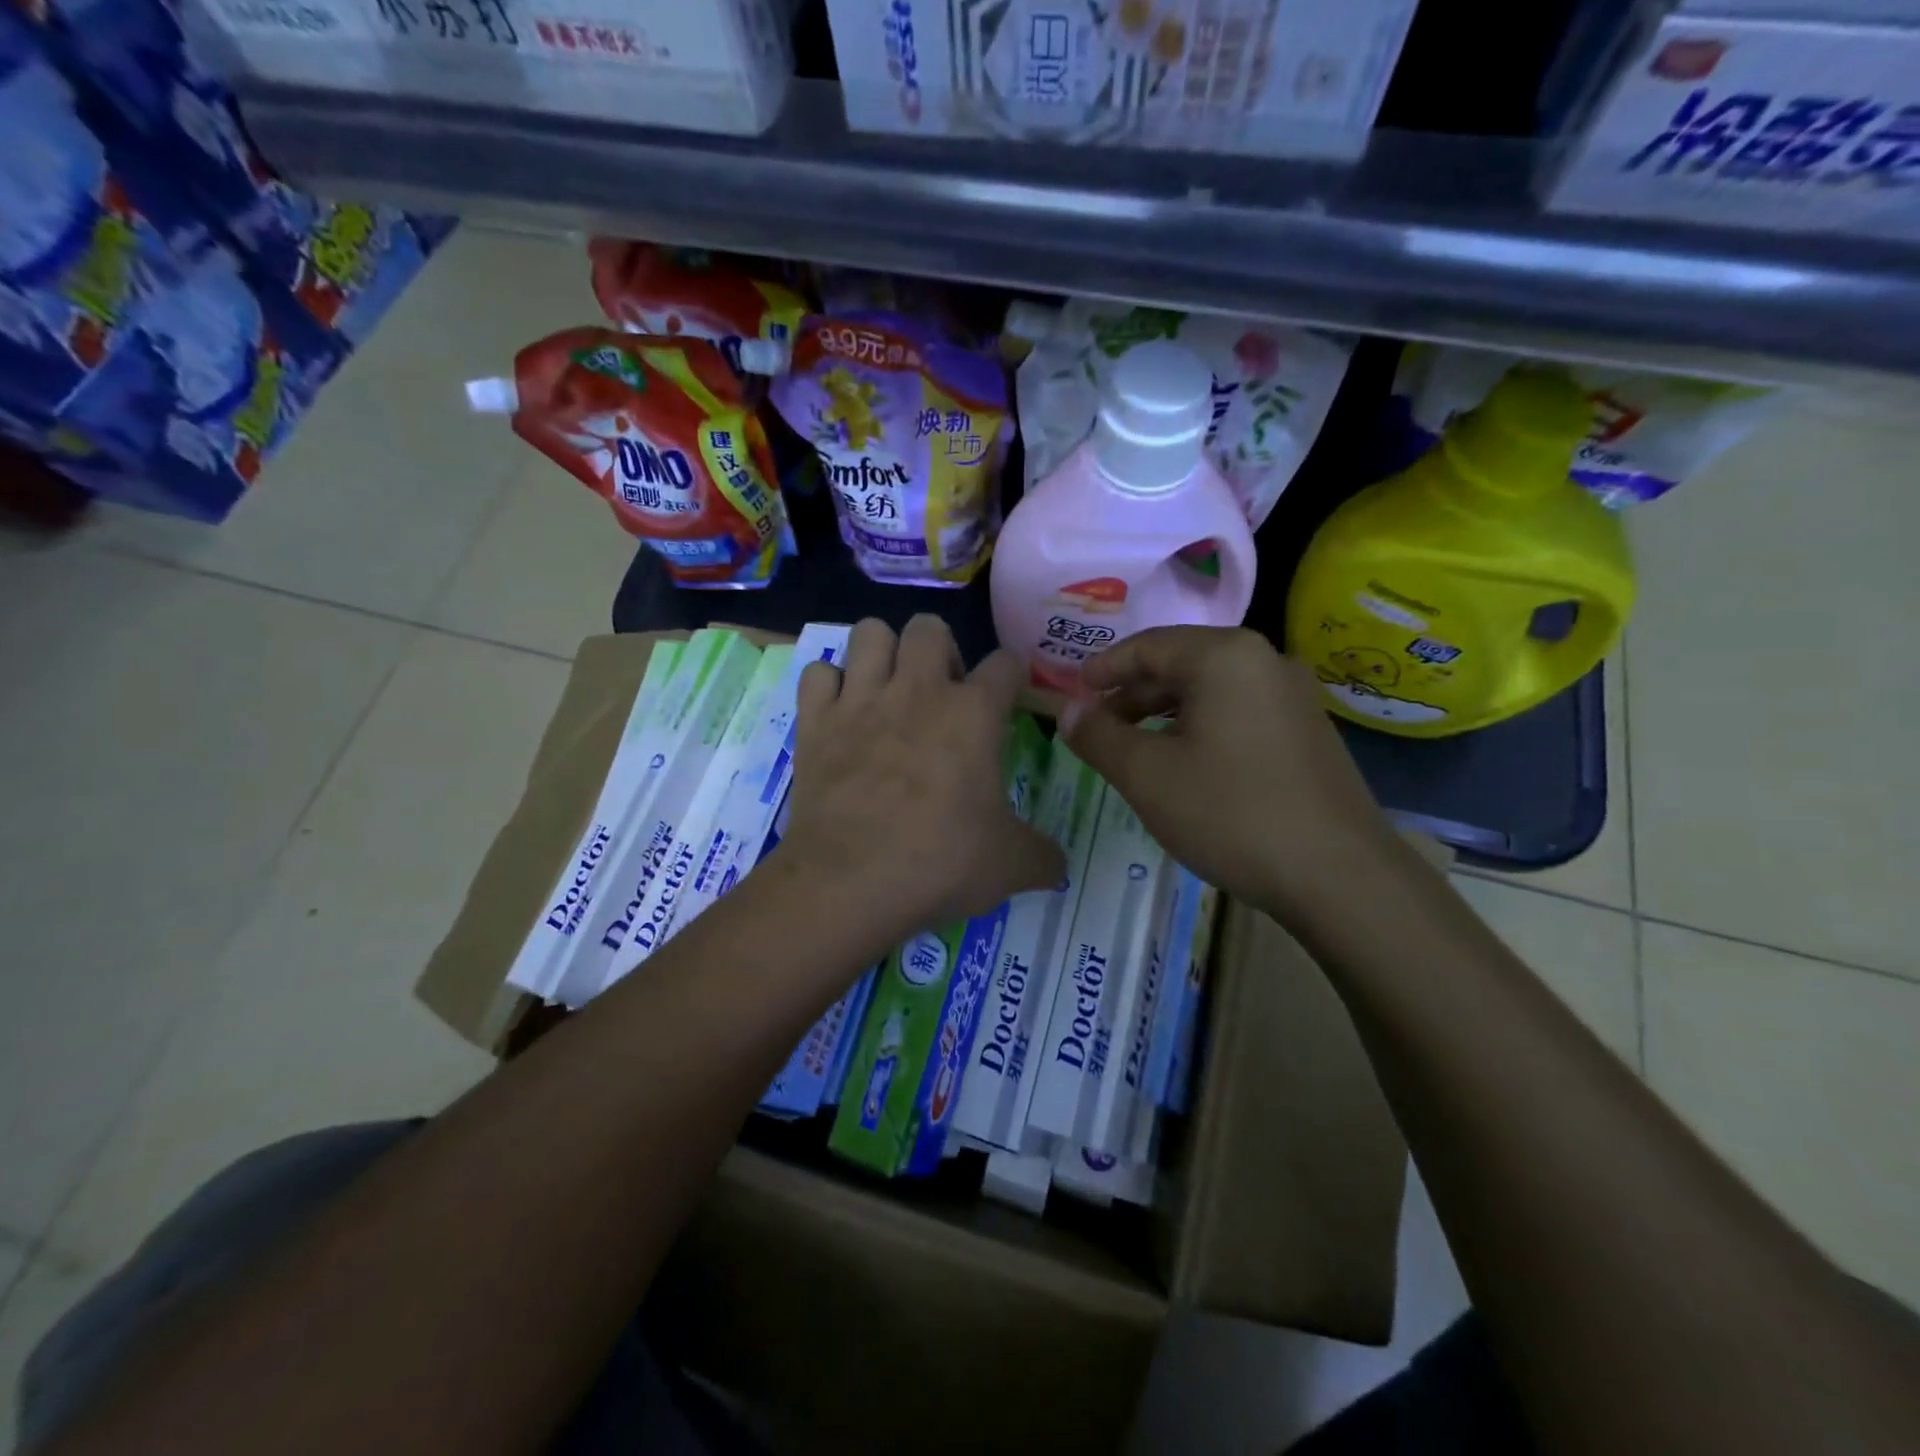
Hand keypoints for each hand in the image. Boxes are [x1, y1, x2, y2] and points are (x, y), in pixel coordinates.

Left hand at [776, 616, 1064, 949]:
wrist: (850, 882)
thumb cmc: (939, 864)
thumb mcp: (1010, 866)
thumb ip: (1043, 857)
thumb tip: (1061, 867)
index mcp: (973, 713)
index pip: (1005, 663)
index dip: (1011, 677)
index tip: (1008, 699)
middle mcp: (917, 690)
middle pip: (930, 626)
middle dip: (940, 649)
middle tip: (941, 693)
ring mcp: (861, 700)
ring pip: (870, 633)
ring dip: (882, 652)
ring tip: (888, 687)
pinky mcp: (815, 721)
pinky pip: (817, 673)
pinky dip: (828, 685)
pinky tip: (839, 711)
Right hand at [1062, 627, 1399, 922]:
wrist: (1339, 876)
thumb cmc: (1231, 813)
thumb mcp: (1147, 775)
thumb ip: (1099, 736)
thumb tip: (1067, 711)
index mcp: (1224, 656)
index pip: (1147, 646)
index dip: (1103, 669)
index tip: (1072, 693)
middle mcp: (1264, 661)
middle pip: (1180, 664)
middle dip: (1132, 694)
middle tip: (1096, 727)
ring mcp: (1293, 696)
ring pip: (1210, 691)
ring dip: (1163, 714)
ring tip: (1133, 748)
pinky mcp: (1307, 732)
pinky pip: (1238, 713)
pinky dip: (1199, 728)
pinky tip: (1184, 765)